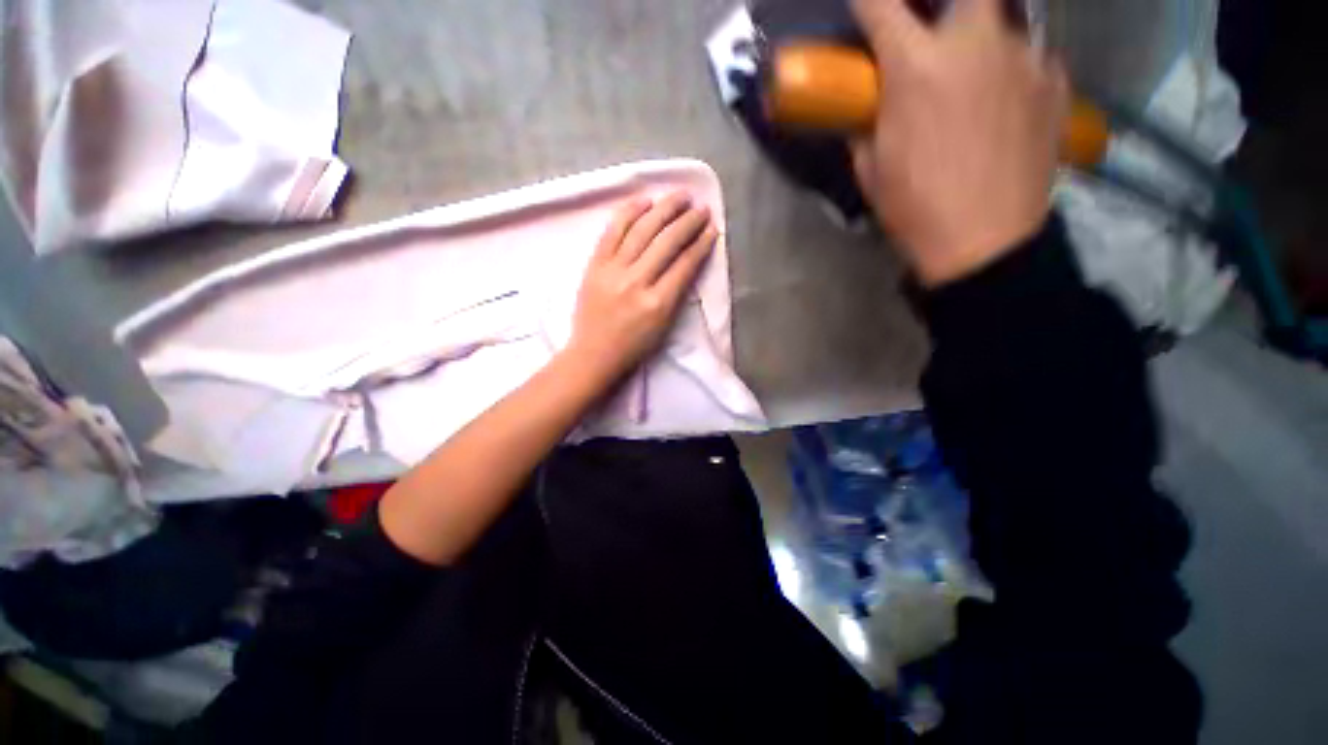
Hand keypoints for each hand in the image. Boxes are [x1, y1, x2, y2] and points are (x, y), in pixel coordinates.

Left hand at [565, 193, 717, 382]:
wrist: (593, 354)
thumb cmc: (633, 347)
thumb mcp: (664, 326)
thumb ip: (677, 293)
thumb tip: (689, 259)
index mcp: (658, 303)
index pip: (685, 264)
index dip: (701, 243)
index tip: (712, 229)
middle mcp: (637, 282)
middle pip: (667, 241)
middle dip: (688, 221)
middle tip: (701, 208)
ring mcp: (613, 271)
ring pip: (642, 230)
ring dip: (664, 209)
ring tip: (680, 196)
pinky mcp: (595, 265)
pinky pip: (613, 231)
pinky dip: (629, 213)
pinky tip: (644, 200)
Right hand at [850, 0, 1068, 285]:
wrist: (985, 242)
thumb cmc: (916, 207)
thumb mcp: (871, 172)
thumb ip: (866, 128)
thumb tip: (866, 113)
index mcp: (916, 67)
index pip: (880, 4)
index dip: (866, 1)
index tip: (864, 7)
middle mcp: (973, 44)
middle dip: (945, 4)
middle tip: (937, 29)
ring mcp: (1023, 58)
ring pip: (1004, 20)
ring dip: (983, 39)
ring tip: (976, 77)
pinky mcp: (1054, 82)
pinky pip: (1033, 57)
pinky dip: (1016, 70)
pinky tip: (1007, 102)